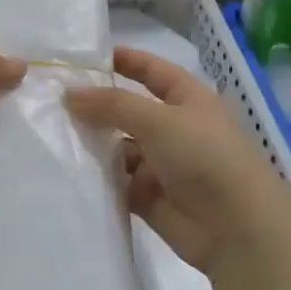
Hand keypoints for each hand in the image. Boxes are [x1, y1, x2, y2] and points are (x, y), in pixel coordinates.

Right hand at [66, 47, 290, 273]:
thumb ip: (113, 104)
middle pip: (129, 111)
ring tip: (51, 136)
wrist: (240, 232)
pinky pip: (117, 182)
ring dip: (93, 144)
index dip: (125, 61)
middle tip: (51, 101)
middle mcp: (175, 129)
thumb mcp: (159, 120)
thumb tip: (70, 93)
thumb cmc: (206, 159)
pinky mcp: (150, 198)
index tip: (85, 58)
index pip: (153, 71)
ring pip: (120, 148)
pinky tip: (66, 170)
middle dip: (97, 106)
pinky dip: (97, 177)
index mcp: (188, 100)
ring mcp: (163, 165)